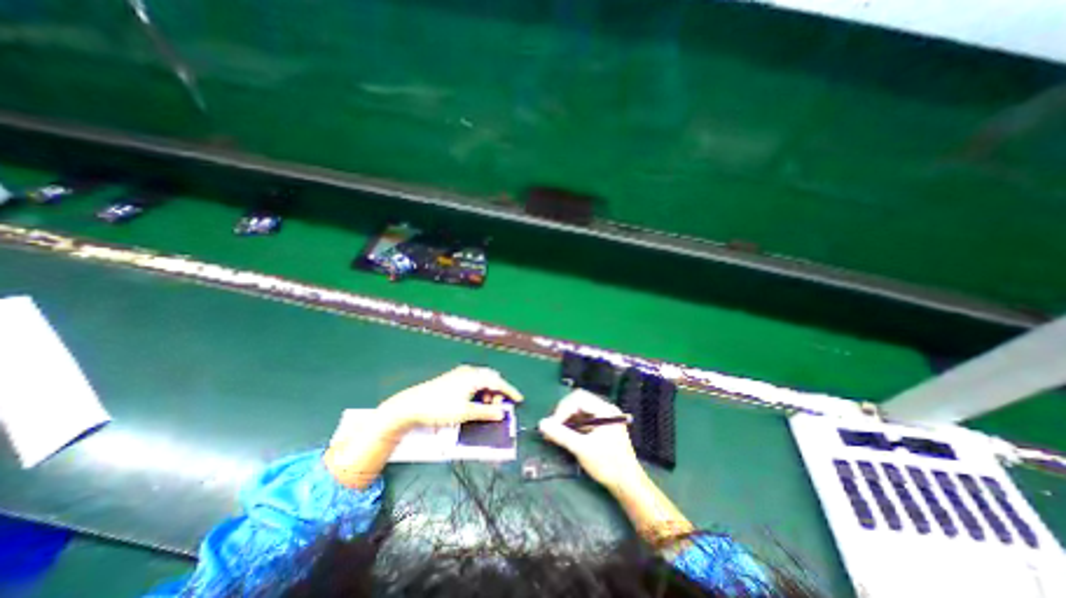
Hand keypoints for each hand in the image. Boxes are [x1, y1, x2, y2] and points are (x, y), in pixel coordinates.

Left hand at [379, 367, 523, 430]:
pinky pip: (473, 382)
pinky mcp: (453, 379)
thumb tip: (503, 413)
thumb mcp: (465, 412)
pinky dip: (479, 391)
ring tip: (486, 407)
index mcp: (474, 376)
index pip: (497, 382)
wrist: (411, 405)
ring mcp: (460, 374)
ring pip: (481, 380)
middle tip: (499, 407)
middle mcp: (469, 371)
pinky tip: (475, 402)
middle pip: (490, 378)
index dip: (510, 391)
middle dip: (498, 391)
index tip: (519, 400)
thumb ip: (486, 412)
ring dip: (488, 392)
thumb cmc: (440, 408)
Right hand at [538, 392, 643, 490]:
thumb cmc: (608, 465)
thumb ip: (561, 435)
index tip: (553, 425)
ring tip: (555, 433)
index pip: (579, 398)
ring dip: (566, 420)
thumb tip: (541, 424)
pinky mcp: (601, 427)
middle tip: (552, 428)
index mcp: (605, 410)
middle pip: (578, 402)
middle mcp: (605, 409)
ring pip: (579, 411)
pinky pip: (582, 419)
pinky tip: (564, 436)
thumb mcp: (582, 449)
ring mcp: (603, 417)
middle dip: (563, 413)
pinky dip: (572, 426)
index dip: (563, 409)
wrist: (627, 484)